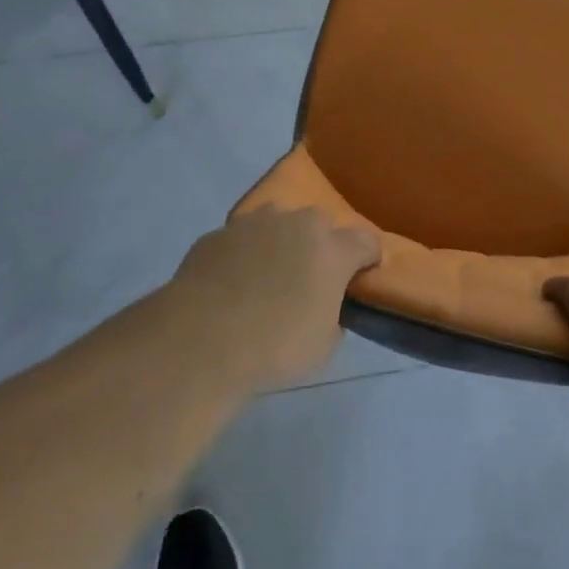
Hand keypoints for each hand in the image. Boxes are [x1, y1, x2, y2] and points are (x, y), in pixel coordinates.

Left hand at [167, 205, 379, 394]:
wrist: (201, 340)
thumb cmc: (274, 347)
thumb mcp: (323, 346)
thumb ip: (333, 316)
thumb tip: (325, 306)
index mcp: (332, 249)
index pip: (366, 241)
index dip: (367, 258)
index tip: (361, 275)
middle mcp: (297, 224)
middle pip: (320, 223)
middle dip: (320, 245)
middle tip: (309, 278)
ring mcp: (254, 223)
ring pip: (277, 222)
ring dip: (280, 242)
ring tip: (266, 276)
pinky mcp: (218, 232)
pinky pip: (241, 239)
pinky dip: (242, 254)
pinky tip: (230, 283)